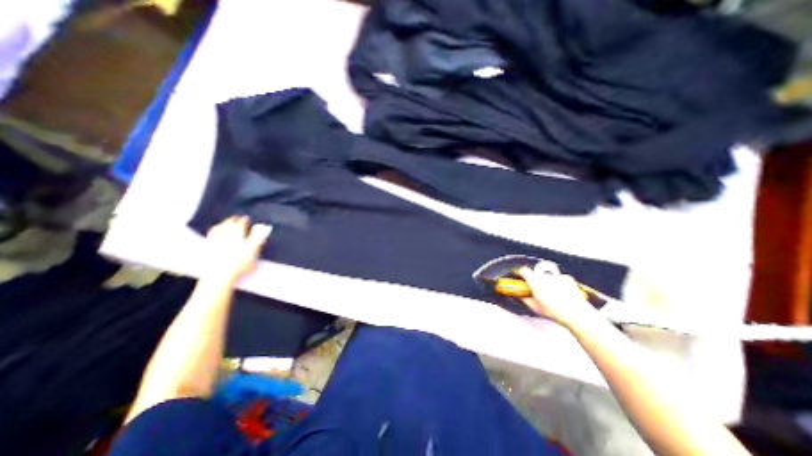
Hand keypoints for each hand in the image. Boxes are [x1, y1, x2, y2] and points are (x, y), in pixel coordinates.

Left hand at [202, 214, 270, 284]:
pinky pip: (210, 235)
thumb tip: (263, 229)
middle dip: (233, 220)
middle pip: (228, 224)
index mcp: (237, 235)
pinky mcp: (207, 247)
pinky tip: (214, 232)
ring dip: (223, 223)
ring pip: (219, 228)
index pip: (241, 224)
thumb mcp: (253, 252)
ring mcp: (215, 241)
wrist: (219, 276)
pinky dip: (214, 231)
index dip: (244, 220)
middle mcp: (224, 235)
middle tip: (236, 217)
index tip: (246, 218)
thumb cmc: (240, 264)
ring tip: (225, 222)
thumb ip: (258, 239)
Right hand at [516, 262, 598, 329]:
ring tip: (550, 291)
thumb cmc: (556, 312)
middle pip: (535, 273)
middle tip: (535, 287)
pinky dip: (558, 282)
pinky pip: (559, 277)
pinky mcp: (567, 278)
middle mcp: (544, 275)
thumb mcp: (535, 308)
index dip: (519, 272)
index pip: (523, 270)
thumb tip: (520, 296)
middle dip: (533, 278)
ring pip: (547, 275)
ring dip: (546, 281)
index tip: (518, 275)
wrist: (577, 314)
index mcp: (535, 281)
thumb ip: (525, 299)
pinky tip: (561, 291)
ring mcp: (557, 276)